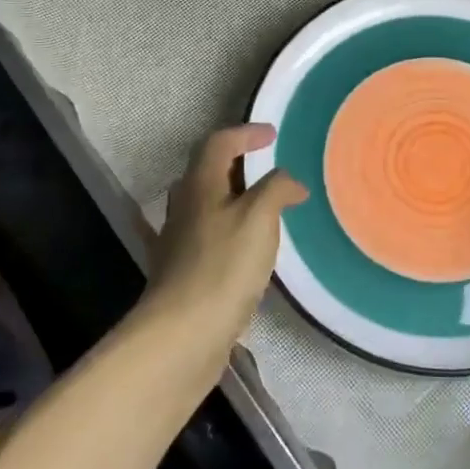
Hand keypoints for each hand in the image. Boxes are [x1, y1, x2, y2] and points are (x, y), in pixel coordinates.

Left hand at [143, 123, 307, 359]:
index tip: (273, 135)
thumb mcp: (259, 218)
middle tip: (268, 167)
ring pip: (205, 205)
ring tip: (263, 207)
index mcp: (200, 186)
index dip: (245, 134)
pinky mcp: (182, 273)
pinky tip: (241, 247)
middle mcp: (184, 207)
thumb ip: (276, 189)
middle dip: (237, 163)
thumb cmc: (223, 267)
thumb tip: (291, 182)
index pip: (219, 143)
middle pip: (207, 171)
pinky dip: (227, 230)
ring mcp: (179, 242)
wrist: (183, 334)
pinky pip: (206, 237)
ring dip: (232, 197)